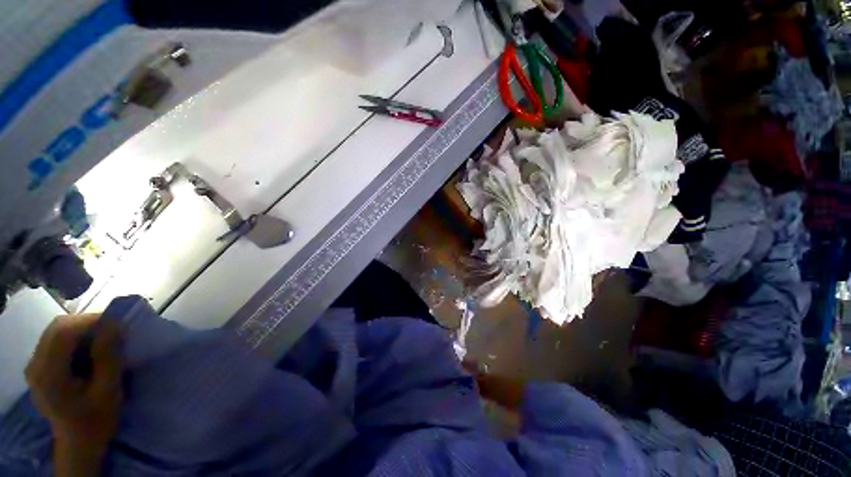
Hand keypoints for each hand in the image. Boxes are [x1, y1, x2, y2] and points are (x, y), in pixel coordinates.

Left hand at [25, 314, 122, 447]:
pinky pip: (55, 340)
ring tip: (102, 338)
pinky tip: (88, 348)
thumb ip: (108, 358)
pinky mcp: (39, 366)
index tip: (117, 324)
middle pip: (57, 328)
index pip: (63, 333)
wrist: (79, 441)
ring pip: (56, 331)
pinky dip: (75, 337)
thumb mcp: (108, 391)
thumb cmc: (97, 420)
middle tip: (112, 330)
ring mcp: (34, 365)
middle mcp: (35, 366)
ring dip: (81, 329)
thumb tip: (115, 325)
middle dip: (86, 323)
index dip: (90, 322)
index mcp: (49, 375)